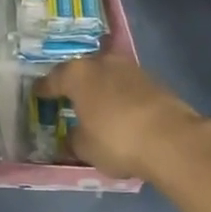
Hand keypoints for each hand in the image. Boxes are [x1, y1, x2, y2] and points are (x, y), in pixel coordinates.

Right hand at [37, 56, 210, 183]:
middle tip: (68, 98)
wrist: (171, 140)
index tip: (38, 95)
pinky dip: (121, 96)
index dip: (44, 89)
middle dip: (75, 84)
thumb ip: (74, 138)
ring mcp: (130, 69)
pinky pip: (127, 86)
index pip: (53, 79)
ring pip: (107, 75)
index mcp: (77, 74)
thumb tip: (73, 135)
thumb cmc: (116, 140)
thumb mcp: (85, 148)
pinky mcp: (154, 81)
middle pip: (82, 71)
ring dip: (101, 88)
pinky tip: (121, 112)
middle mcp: (102, 63)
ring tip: (97, 105)